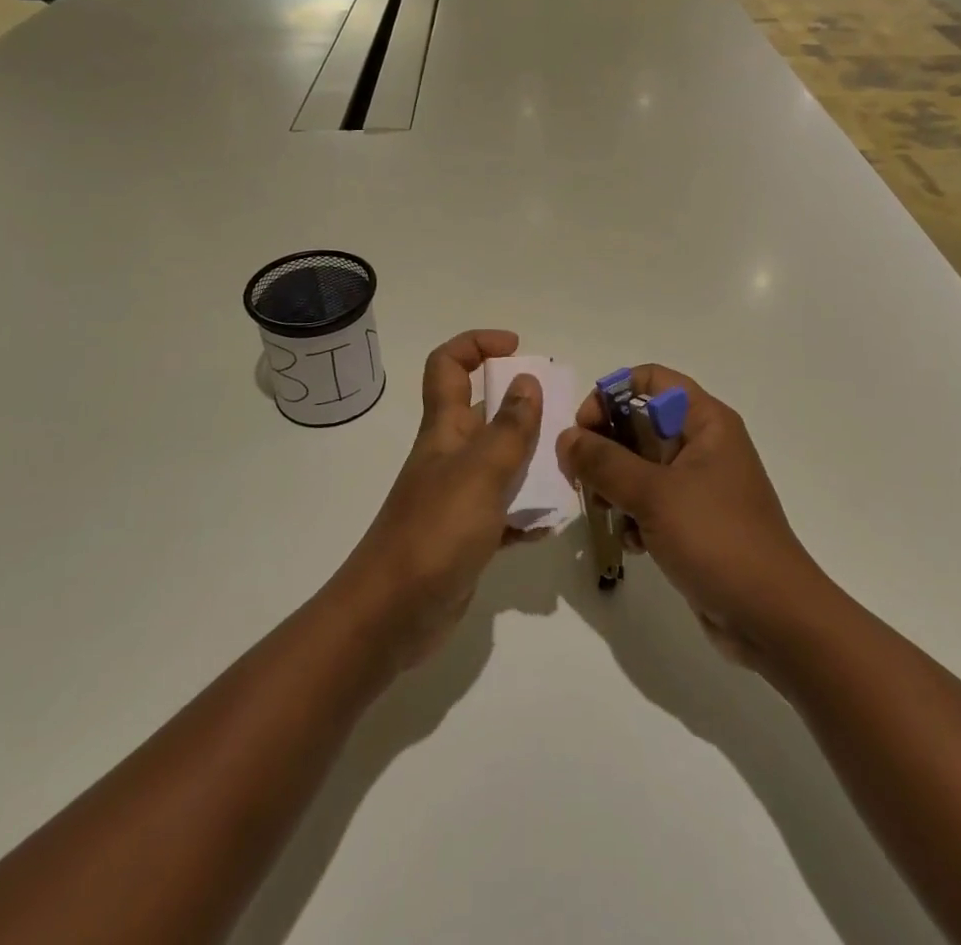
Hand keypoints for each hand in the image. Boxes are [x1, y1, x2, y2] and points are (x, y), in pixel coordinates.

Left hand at [337, 330, 544, 672]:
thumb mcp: (480, 473)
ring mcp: (458, 496)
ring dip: (533, 462)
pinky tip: (549, 525)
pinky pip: (505, 512)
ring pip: (501, 462)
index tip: (518, 349)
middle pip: (485, 411)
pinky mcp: (468, 535)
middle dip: (523, 405)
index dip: (478, 344)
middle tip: (563, 416)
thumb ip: (509, 429)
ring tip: (569, 471)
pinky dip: (527, 514)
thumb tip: (527, 381)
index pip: (449, 365)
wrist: (391, 615)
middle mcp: (450, 454)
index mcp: (445, 428)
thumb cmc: (435, 532)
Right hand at [560, 366, 822, 667]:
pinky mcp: (694, 522)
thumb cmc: (717, 539)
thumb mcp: (654, 495)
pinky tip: (631, 543)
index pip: (651, 381)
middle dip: (605, 447)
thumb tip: (566, 438)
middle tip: (578, 476)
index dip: (612, 394)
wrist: (773, 619)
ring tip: (602, 511)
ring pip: (640, 466)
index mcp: (706, 422)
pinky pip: (651, 503)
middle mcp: (703, 445)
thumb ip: (604, 462)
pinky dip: (634, 516)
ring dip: (614, 485)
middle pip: (640, 423)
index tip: (584, 428)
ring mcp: (699, 485)